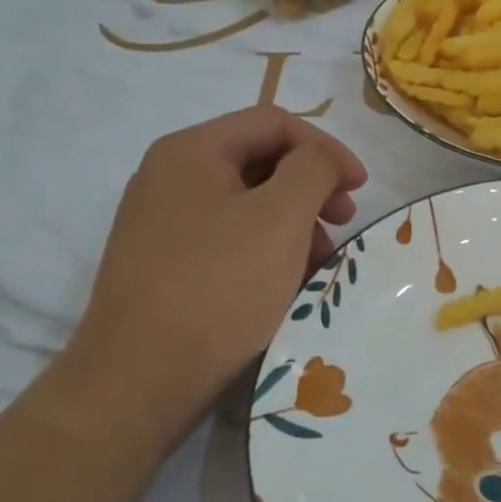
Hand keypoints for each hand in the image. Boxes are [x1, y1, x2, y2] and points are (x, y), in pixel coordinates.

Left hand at [59, 108, 367, 456]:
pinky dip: (266, 249)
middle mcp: (170, 177)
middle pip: (260, 160)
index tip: (360, 187)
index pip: (274, 122)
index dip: (326, 147)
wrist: (140, 379)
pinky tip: (286, 282)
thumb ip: (313, 168)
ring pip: (247, 203)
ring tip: (318, 261)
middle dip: (311, 187)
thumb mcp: (281, 217)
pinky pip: (229, 238)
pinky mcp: (165, 263)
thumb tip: (319, 160)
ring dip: (294, 222)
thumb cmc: (220, 286)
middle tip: (344, 220)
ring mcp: (162, 222)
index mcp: (191, 151)